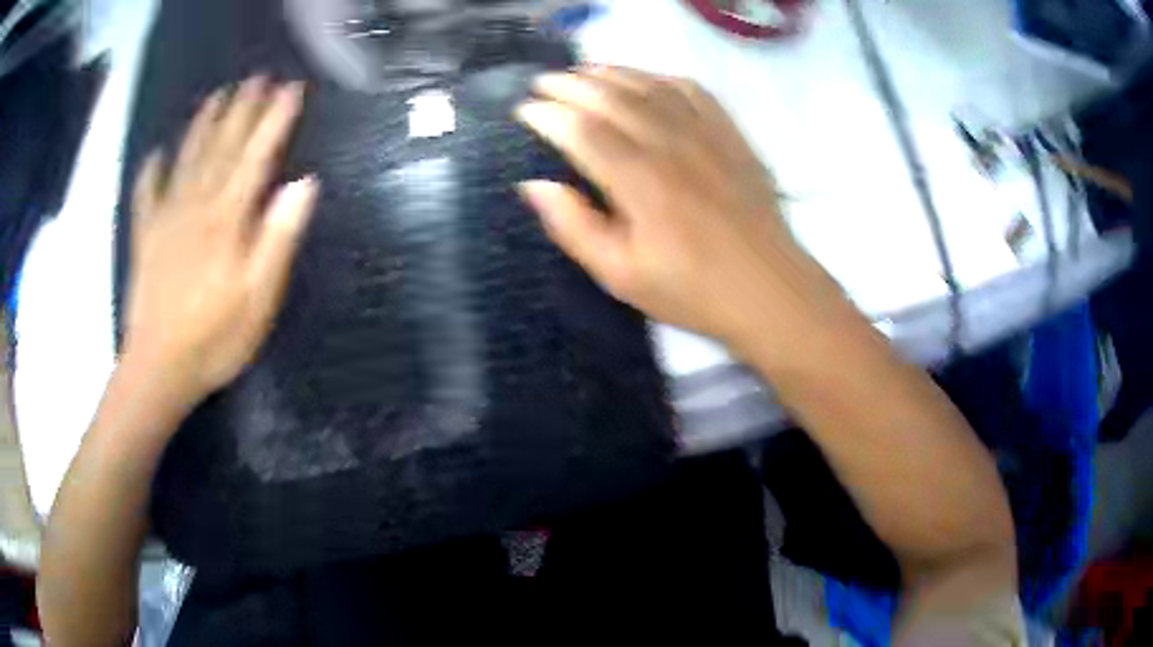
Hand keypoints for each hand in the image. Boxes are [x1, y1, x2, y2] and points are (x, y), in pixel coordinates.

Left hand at [124, 77, 318, 403]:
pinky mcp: (145, 238)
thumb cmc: (214, 339)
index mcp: (227, 219)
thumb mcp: (259, 298)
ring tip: (217, 97)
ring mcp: (166, 219)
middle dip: (241, 110)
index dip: (275, 120)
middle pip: (221, 147)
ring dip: (203, 125)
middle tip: (256, 79)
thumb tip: (303, 185)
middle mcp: (196, 206)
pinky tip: (155, 155)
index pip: (256, 156)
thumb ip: (278, 238)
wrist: (158, 369)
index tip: (291, 89)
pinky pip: (146, 196)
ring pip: (186, 160)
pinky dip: (151, 173)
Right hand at [516, 66, 843, 354]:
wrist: (768, 289)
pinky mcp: (730, 134)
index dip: (547, 114)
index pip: (581, 130)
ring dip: (609, 72)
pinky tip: (645, 79)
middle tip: (542, 83)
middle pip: (610, 97)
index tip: (524, 110)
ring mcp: (704, 133)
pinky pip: (692, 90)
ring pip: (648, 85)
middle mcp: (669, 144)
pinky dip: (660, 76)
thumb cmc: (692, 289)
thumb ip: (574, 227)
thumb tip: (534, 185)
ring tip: (581, 71)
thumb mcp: (621, 275)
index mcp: (638, 180)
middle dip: (569, 84)